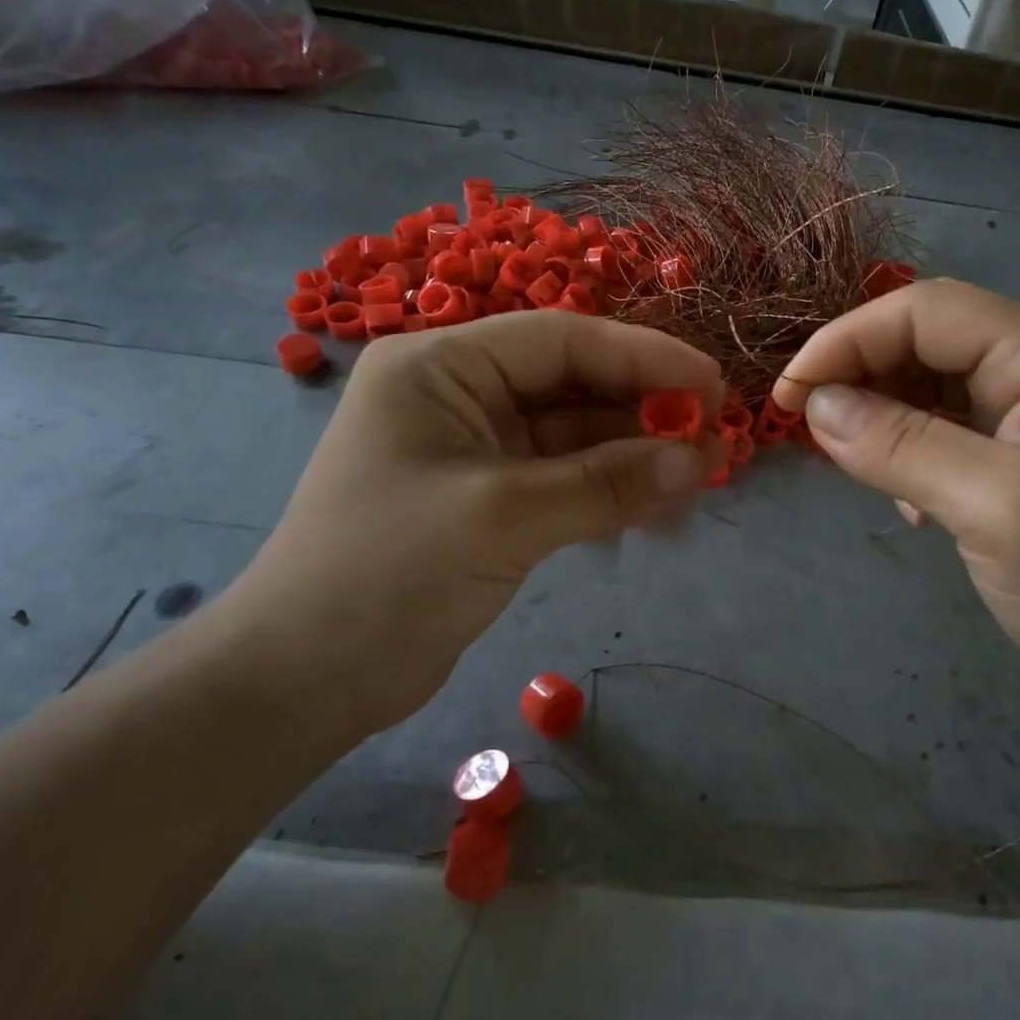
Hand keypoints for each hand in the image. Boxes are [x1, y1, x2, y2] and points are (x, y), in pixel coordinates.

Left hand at [215, 312, 722, 742]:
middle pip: (572, 385)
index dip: (643, 356)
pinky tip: (657, 504)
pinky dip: (608, 490)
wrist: (304, 679)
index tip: (712, 382)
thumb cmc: (387, 572)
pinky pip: (563, 479)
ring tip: (701, 473)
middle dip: (643, 409)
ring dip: (633, 454)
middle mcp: (458, 395)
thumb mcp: (503, 517)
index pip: (560, 340)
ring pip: (573, 436)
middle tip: (716, 436)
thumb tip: (701, 459)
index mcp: (441, 366)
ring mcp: (475, 450)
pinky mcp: (489, 501)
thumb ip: (606, 483)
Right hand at [772, 280, 1019, 720]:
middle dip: (861, 375)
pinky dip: (908, 452)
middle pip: (928, 340)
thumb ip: (900, 445)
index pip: (927, 311)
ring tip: (857, 468)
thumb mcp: (996, 508)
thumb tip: (816, 406)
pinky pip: (946, 429)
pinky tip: (908, 501)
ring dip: (882, 417)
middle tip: (811, 430)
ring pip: (931, 385)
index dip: (847, 340)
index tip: (788, 395)